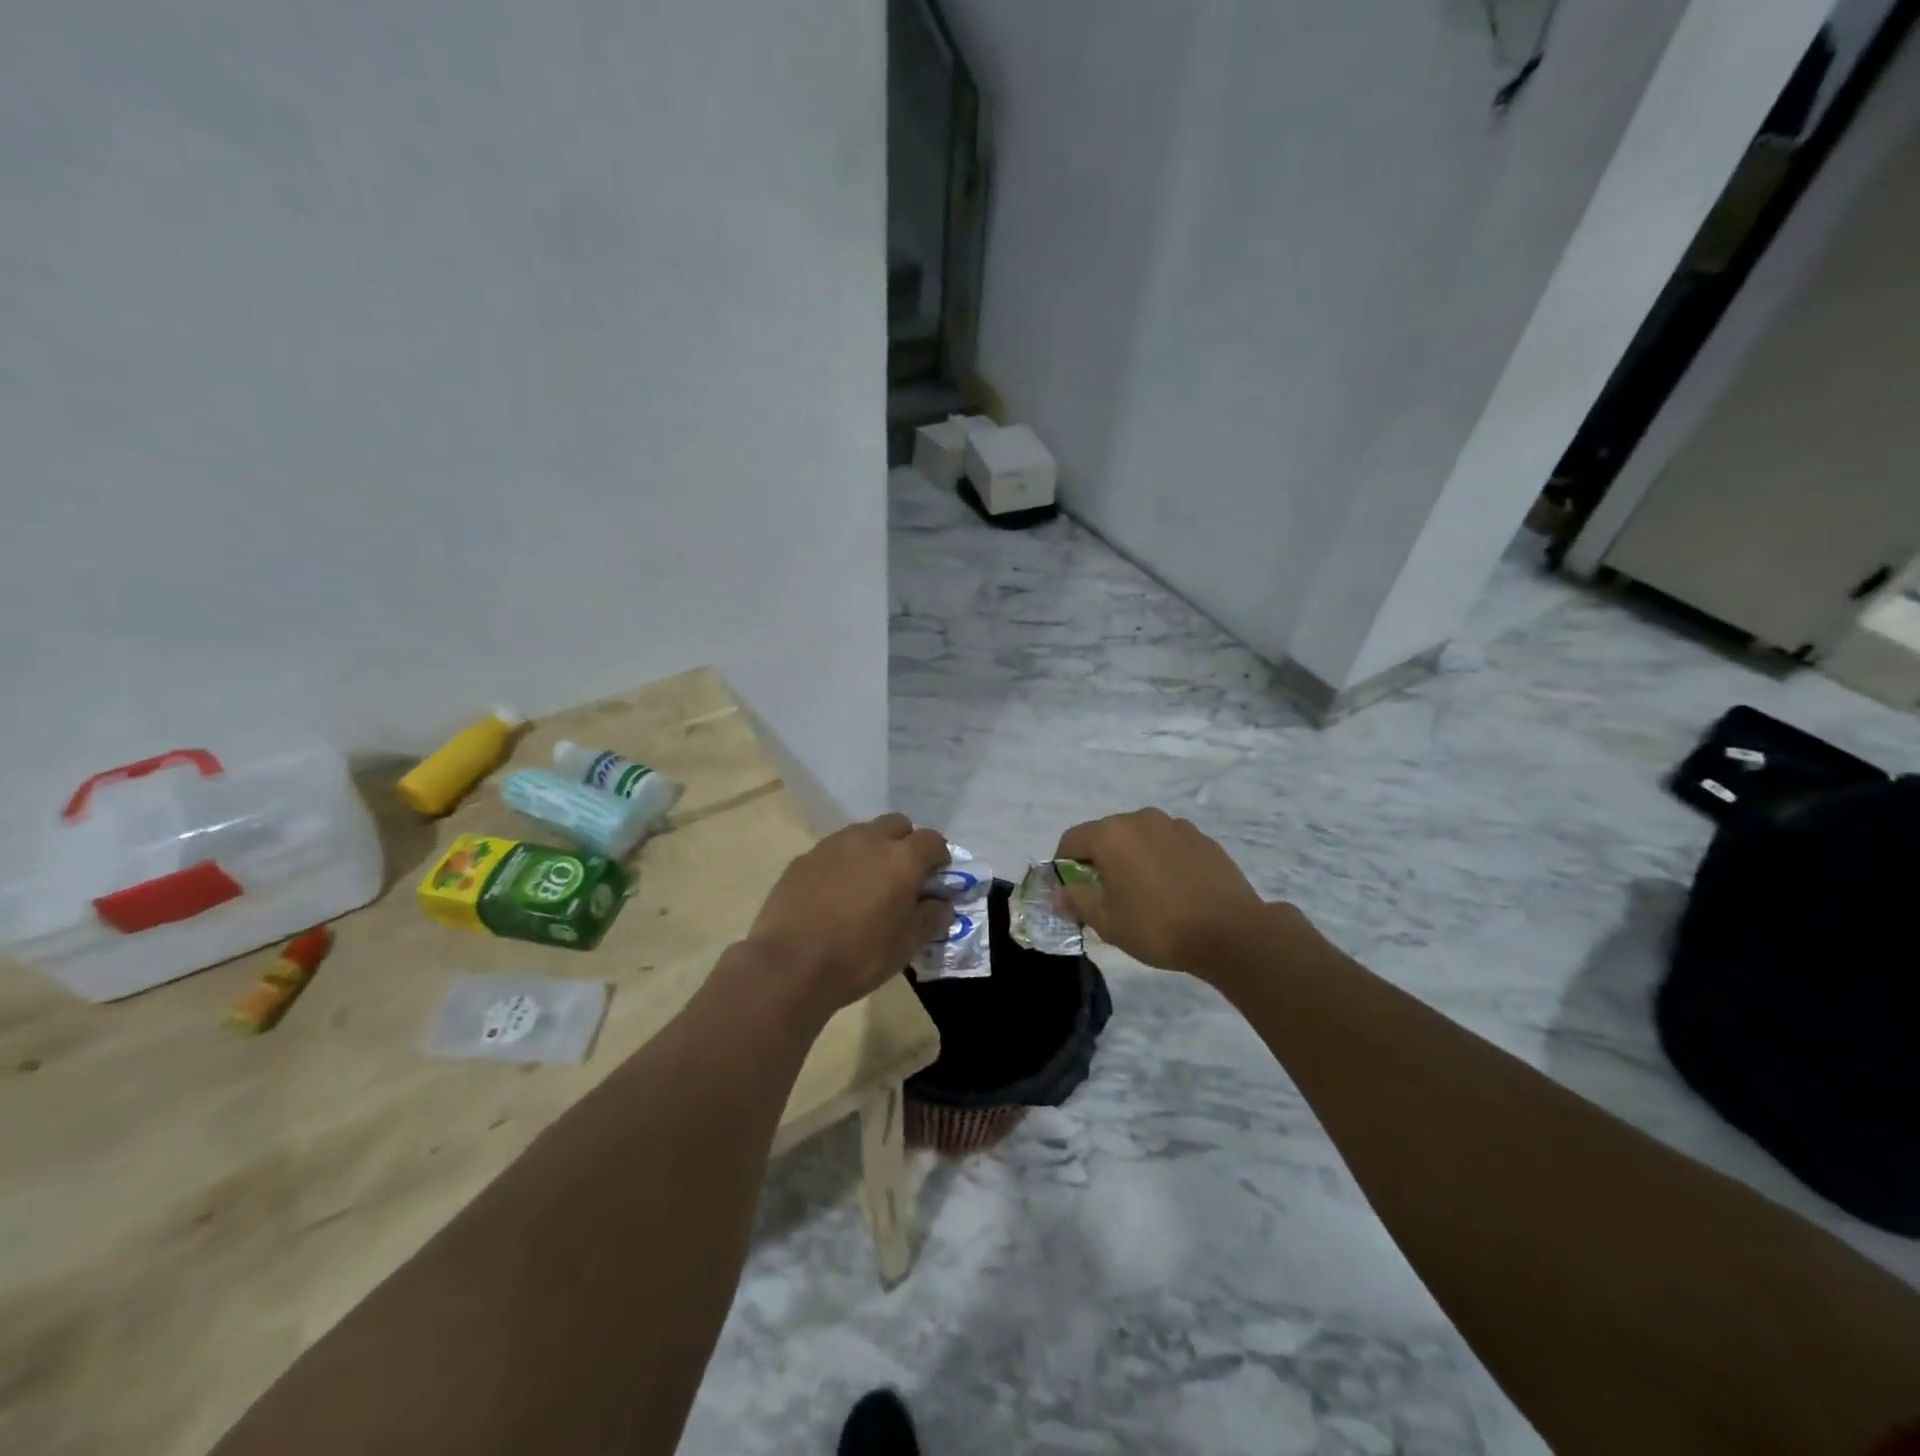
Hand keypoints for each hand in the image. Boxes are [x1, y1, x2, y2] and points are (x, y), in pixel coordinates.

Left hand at [745, 813, 951, 1014]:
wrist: (790, 965)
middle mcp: (869, 840)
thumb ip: (931, 916)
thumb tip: (941, 902)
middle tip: (903, 876)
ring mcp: (832, 845)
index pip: (932, 840)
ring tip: (866, 884)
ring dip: (872, 850)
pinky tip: (834, 894)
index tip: (936, 878)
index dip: (939, 857)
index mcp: (902, 858)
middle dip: (906, 843)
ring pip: (863, 833)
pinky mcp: (803, 858)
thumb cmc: (859, 956)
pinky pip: (833, 851)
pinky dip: (842, 864)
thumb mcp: (907, 944)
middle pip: (897, 824)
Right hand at [1055, 808, 1271, 972]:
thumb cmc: (1158, 926)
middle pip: (1106, 835)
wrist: (1231, 932)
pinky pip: (1166, 844)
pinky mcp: (1201, 838)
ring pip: (1138, 838)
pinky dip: (1159, 860)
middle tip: (1104, 896)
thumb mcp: (1107, 921)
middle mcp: (1140, 819)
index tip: (1070, 892)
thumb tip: (1058, 892)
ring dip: (1131, 858)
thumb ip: (1077, 901)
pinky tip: (1171, 890)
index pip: (1072, 840)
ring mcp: (1175, 825)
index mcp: (1111, 834)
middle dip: (1098, 861)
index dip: (1063, 865)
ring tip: (1141, 893)